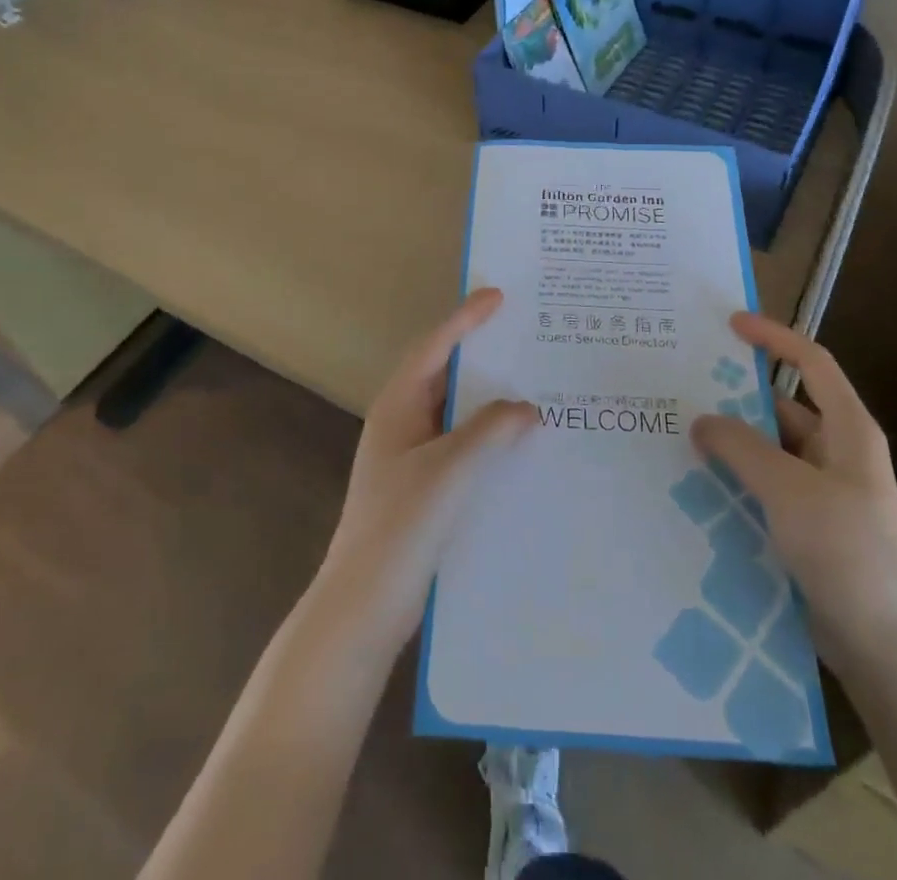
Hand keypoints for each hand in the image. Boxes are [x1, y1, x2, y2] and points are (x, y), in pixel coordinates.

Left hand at [318, 289, 537, 643]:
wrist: (365, 603)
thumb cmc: (401, 524)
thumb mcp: (450, 469)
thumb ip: (490, 430)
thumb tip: (526, 407)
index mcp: (398, 406)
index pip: (435, 347)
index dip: (465, 318)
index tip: (497, 294)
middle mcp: (402, 423)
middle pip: (445, 374)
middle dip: (481, 354)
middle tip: (522, 334)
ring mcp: (410, 457)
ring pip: (456, 413)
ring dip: (488, 399)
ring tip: (531, 383)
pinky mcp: (423, 487)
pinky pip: (461, 445)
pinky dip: (488, 437)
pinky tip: (518, 444)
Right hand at [691, 313, 896, 671]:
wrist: (882, 646)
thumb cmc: (845, 551)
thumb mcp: (788, 489)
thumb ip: (741, 447)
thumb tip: (702, 421)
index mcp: (849, 430)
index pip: (812, 363)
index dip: (774, 337)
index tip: (731, 324)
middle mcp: (838, 452)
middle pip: (783, 406)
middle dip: (738, 396)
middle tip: (685, 386)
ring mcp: (824, 491)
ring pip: (770, 449)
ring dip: (732, 442)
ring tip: (680, 433)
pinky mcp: (809, 525)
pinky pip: (766, 486)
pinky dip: (737, 478)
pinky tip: (698, 483)